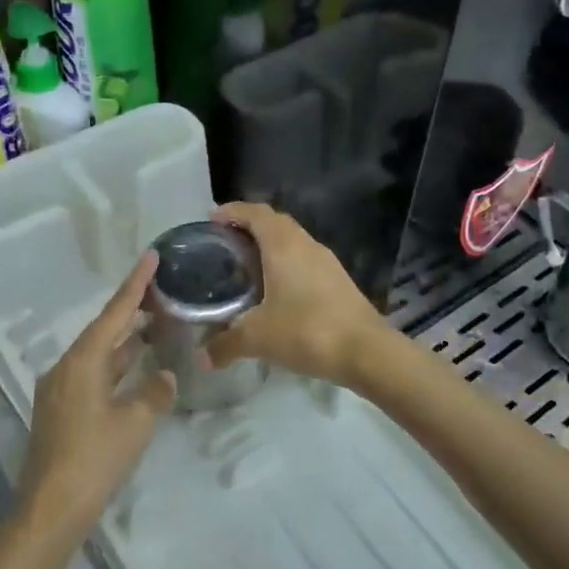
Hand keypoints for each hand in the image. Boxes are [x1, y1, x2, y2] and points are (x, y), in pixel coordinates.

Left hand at [19, 251, 175, 542]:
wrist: (50, 509)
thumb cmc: (94, 459)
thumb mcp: (135, 423)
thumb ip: (154, 392)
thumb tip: (164, 375)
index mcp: (82, 361)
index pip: (115, 314)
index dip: (135, 285)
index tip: (151, 257)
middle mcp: (66, 367)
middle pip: (103, 330)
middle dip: (131, 311)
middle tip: (161, 291)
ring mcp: (60, 389)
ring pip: (98, 353)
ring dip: (124, 340)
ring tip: (153, 323)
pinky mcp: (60, 410)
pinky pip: (93, 374)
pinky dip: (115, 365)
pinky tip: (133, 368)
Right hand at [204, 201, 388, 386]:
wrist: (366, 350)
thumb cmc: (306, 331)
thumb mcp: (257, 338)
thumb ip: (225, 344)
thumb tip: (202, 358)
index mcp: (283, 245)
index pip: (256, 213)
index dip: (232, 211)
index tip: (212, 218)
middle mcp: (306, 244)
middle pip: (275, 222)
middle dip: (249, 226)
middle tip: (225, 242)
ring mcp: (326, 261)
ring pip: (293, 241)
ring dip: (270, 246)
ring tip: (247, 265)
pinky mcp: (338, 280)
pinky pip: (305, 260)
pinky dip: (286, 264)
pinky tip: (276, 290)